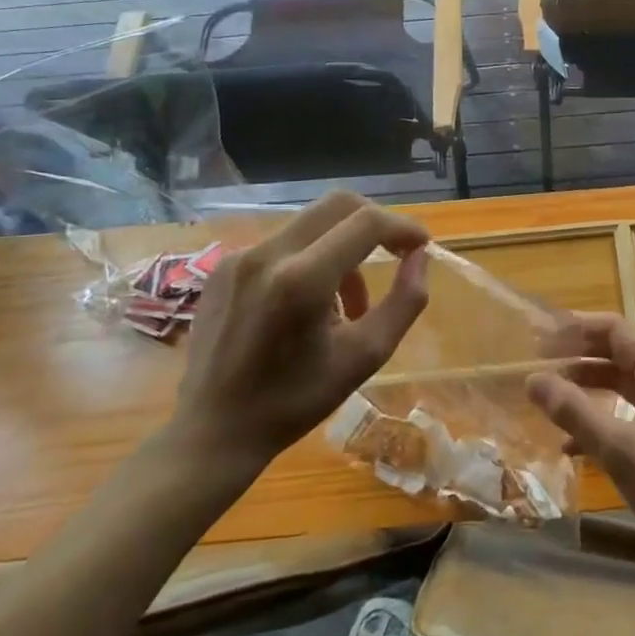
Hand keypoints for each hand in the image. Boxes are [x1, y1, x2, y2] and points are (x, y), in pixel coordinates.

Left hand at [163, 191, 429, 485]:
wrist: (213, 431)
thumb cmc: (295, 401)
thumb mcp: (366, 356)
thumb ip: (404, 301)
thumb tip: (420, 257)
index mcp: (302, 280)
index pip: (367, 222)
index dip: (403, 227)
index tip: (421, 247)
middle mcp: (268, 254)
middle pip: (338, 204)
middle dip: (375, 224)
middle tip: (394, 255)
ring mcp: (240, 256)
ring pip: (312, 222)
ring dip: (344, 245)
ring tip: (349, 302)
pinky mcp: (224, 265)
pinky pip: (284, 242)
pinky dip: (311, 257)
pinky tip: (309, 304)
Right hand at [527, 313, 634, 576]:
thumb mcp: (617, 447)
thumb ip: (573, 410)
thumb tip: (531, 378)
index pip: (613, 329)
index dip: (575, 328)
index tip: (537, 336)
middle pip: (615, 353)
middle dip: (575, 357)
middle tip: (534, 364)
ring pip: (618, 384)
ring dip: (584, 389)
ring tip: (544, 399)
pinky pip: (625, 413)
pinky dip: (599, 420)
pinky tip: (569, 444)